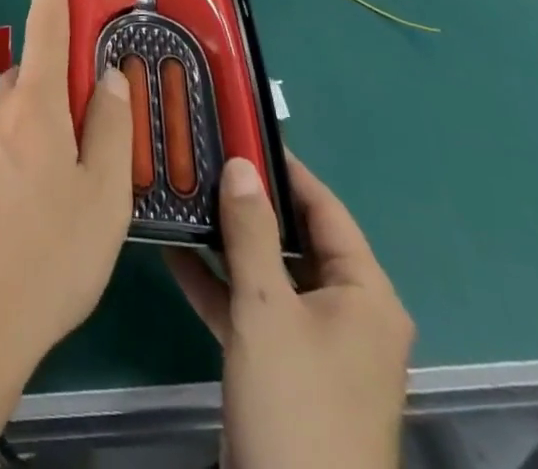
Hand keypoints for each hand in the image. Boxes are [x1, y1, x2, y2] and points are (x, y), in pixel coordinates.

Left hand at [0, 0, 134, 378]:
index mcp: (34, 105)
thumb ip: (111, 130)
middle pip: (38, 80)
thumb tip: (110, 78)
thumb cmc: (50, 257)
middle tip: (95, 145)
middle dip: (65, 95)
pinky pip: (3, 144)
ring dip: (45, 131)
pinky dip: (25, 155)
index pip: (46, 28)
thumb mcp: (103, 197)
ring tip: (70, 191)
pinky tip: (37, 210)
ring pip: (20, 115)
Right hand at [168, 152, 412, 468]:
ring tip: (182, 194)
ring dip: (228, 241)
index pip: (324, 208)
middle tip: (201, 158)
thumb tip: (240, 164)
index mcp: (364, 295)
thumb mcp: (267, 309)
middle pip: (295, 239)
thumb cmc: (296, 407)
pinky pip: (253, 311)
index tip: (239, 130)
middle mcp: (347, 313)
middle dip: (247, 202)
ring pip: (269, 274)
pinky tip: (173, 254)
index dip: (284, 168)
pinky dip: (219, 285)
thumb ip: (251, 232)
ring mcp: (315, 345)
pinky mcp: (285, 371)